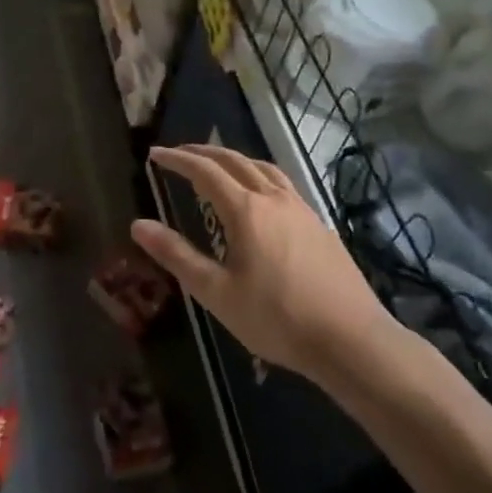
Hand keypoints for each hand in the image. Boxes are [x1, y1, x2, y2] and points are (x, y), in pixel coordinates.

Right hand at [131, 144, 398, 381]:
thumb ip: (176, 255)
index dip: (177, 160)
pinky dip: (260, 174)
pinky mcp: (320, 225)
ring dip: (235, 159)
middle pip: (235, 161)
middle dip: (204, 152)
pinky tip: (261, 194)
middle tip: (180, 152)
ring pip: (264, 168)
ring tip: (218, 164)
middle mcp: (274, 199)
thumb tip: (138, 224)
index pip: (205, 171)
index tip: (155, 154)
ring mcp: (301, 210)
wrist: (352, 340)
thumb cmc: (277, 318)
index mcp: (246, 210)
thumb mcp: (217, 292)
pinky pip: (283, 183)